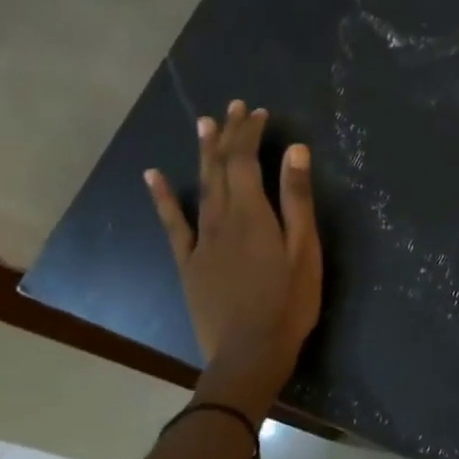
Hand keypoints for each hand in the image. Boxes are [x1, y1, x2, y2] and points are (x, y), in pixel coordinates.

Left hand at [146, 101, 320, 406]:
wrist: (249, 351)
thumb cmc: (288, 303)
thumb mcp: (304, 251)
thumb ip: (297, 201)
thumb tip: (295, 152)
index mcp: (253, 213)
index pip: (246, 159)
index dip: (250, 133)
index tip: (259, 112)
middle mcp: (221, 217)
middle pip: (221, 166)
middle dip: (227, 134)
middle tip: (233, 107)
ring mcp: (201, 240)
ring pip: (200, 186)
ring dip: (203, 153)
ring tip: (204, 124)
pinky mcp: (188, 261)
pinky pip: (173, 223)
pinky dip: (163, 197)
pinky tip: (154, 176)